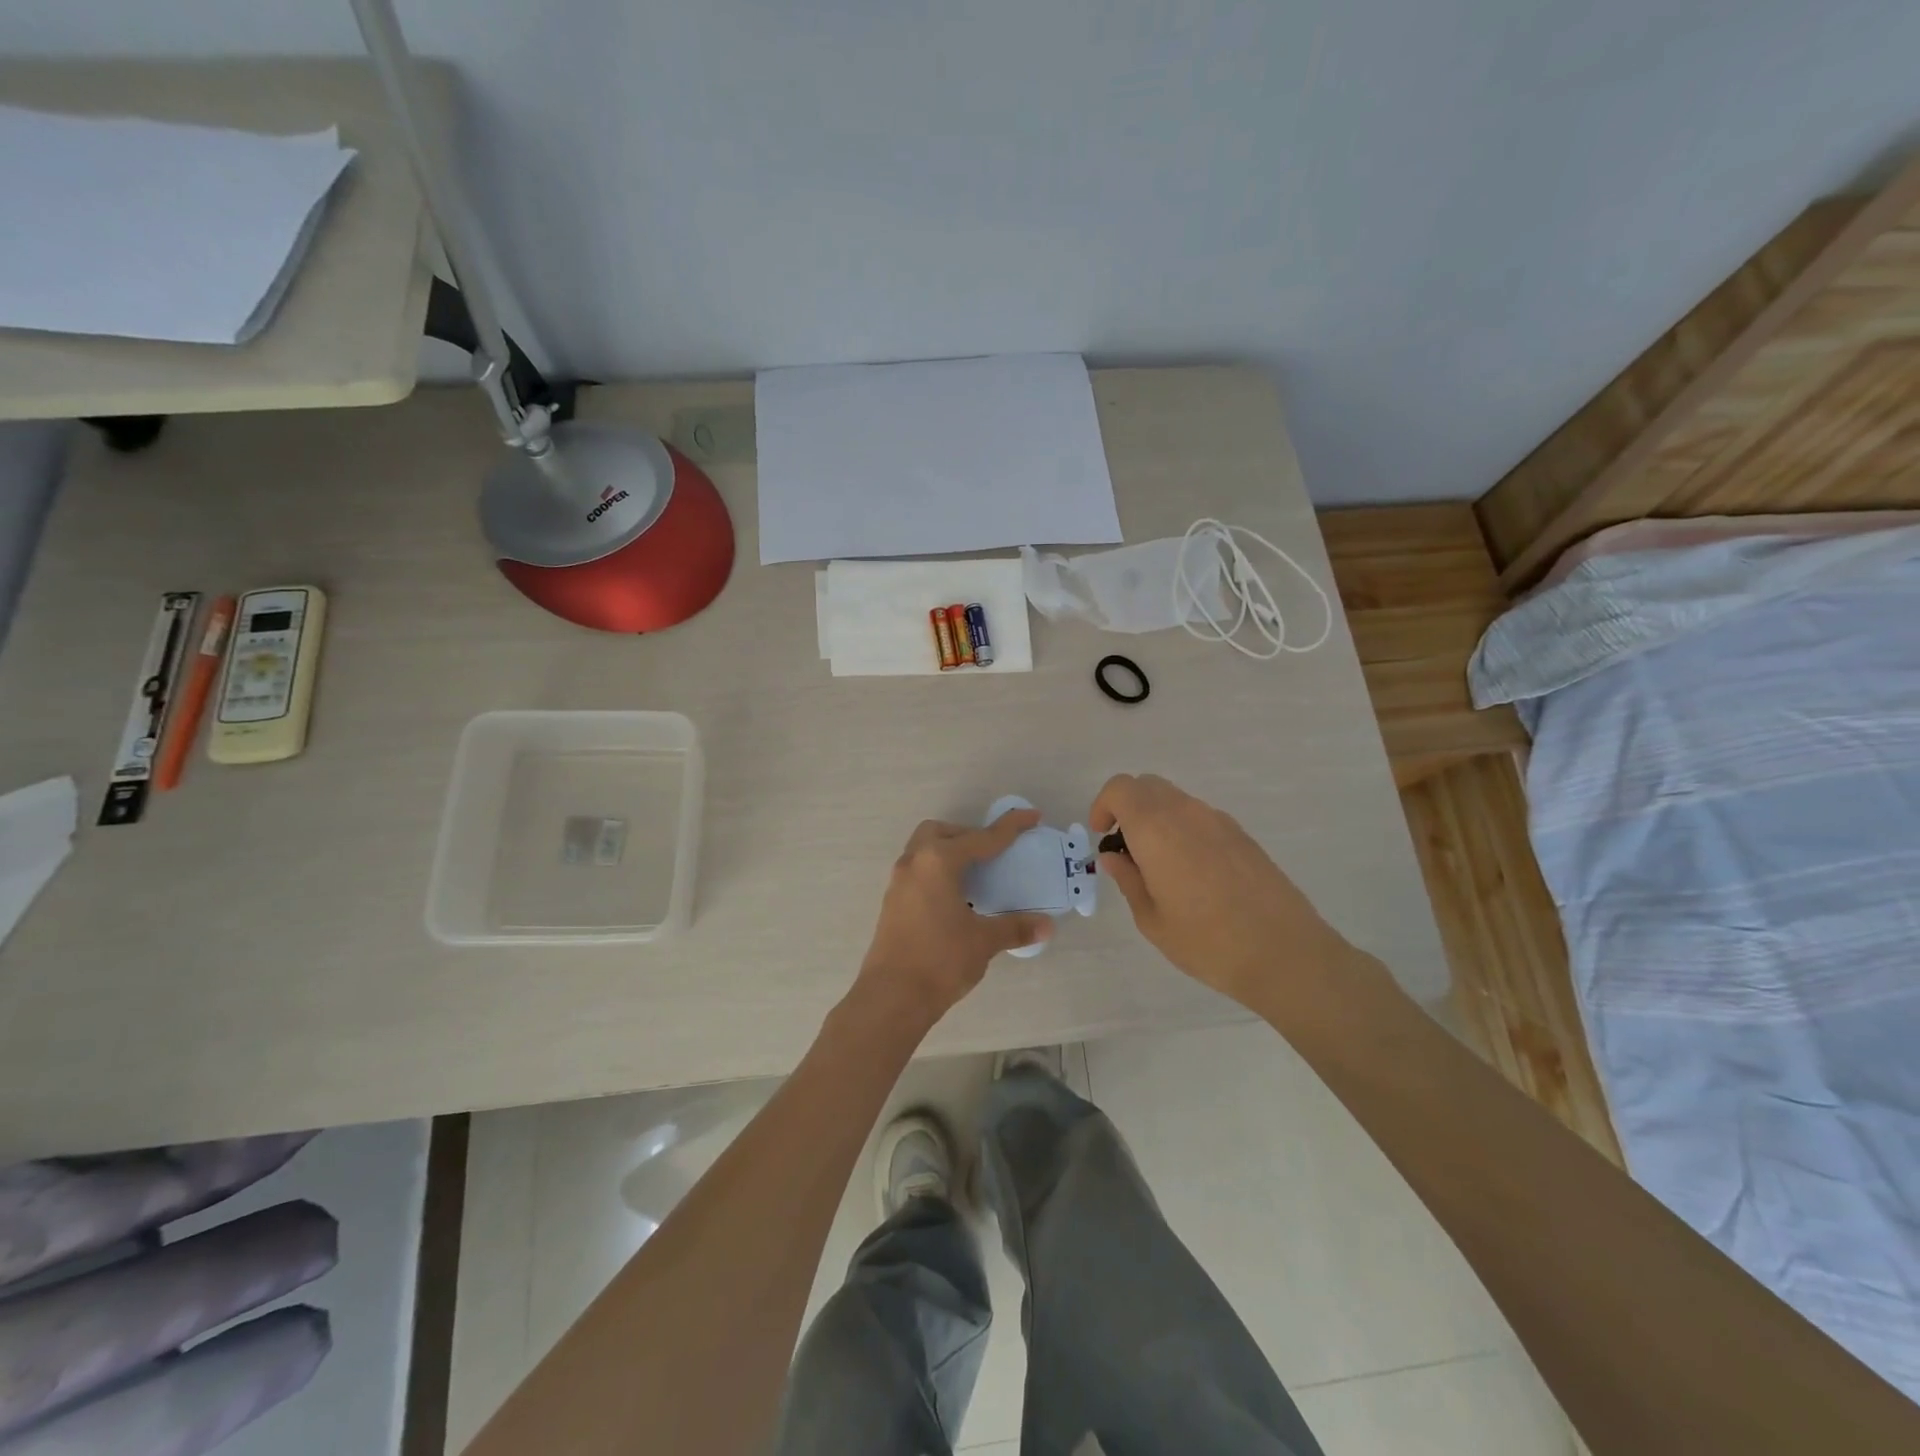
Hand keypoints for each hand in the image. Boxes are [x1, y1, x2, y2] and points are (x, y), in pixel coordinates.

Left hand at [851, 811, 1053, 1029]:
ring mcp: (898, 882)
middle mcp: (914, 863)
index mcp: (939, 862)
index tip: (1031, 816)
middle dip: (968, 835)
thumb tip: (1047, 925)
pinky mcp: (892, 902)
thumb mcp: (983, 941)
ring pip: (924, 850)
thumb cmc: (940, 960)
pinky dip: (937, 872)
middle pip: (941, 832)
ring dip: (949, 853)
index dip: (1010, 827)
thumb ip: (1015, 928)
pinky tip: (954, 898)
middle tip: (991, 853)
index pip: (981, 838)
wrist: (891, 997)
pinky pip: (918, 871)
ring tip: (974, 875)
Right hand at [1091, 773, 1348, 1010]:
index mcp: (1156, 829)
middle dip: (1127, 808)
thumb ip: (1128, 880)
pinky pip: (1200, 817)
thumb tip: (1114, 857)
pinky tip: (1193, 873)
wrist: (1284, 953)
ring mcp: (1219, 821)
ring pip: (1176, 800)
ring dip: (1156, 818)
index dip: (1103, 805)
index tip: (1102, 835)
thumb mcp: (1152, 920)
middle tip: (1125, 848)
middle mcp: (1187, 813)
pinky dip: (1183, 829)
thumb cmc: (1207, 942)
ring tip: (1159, 865)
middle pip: (1148, 786)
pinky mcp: (1242, 835)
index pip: (1121, 788)